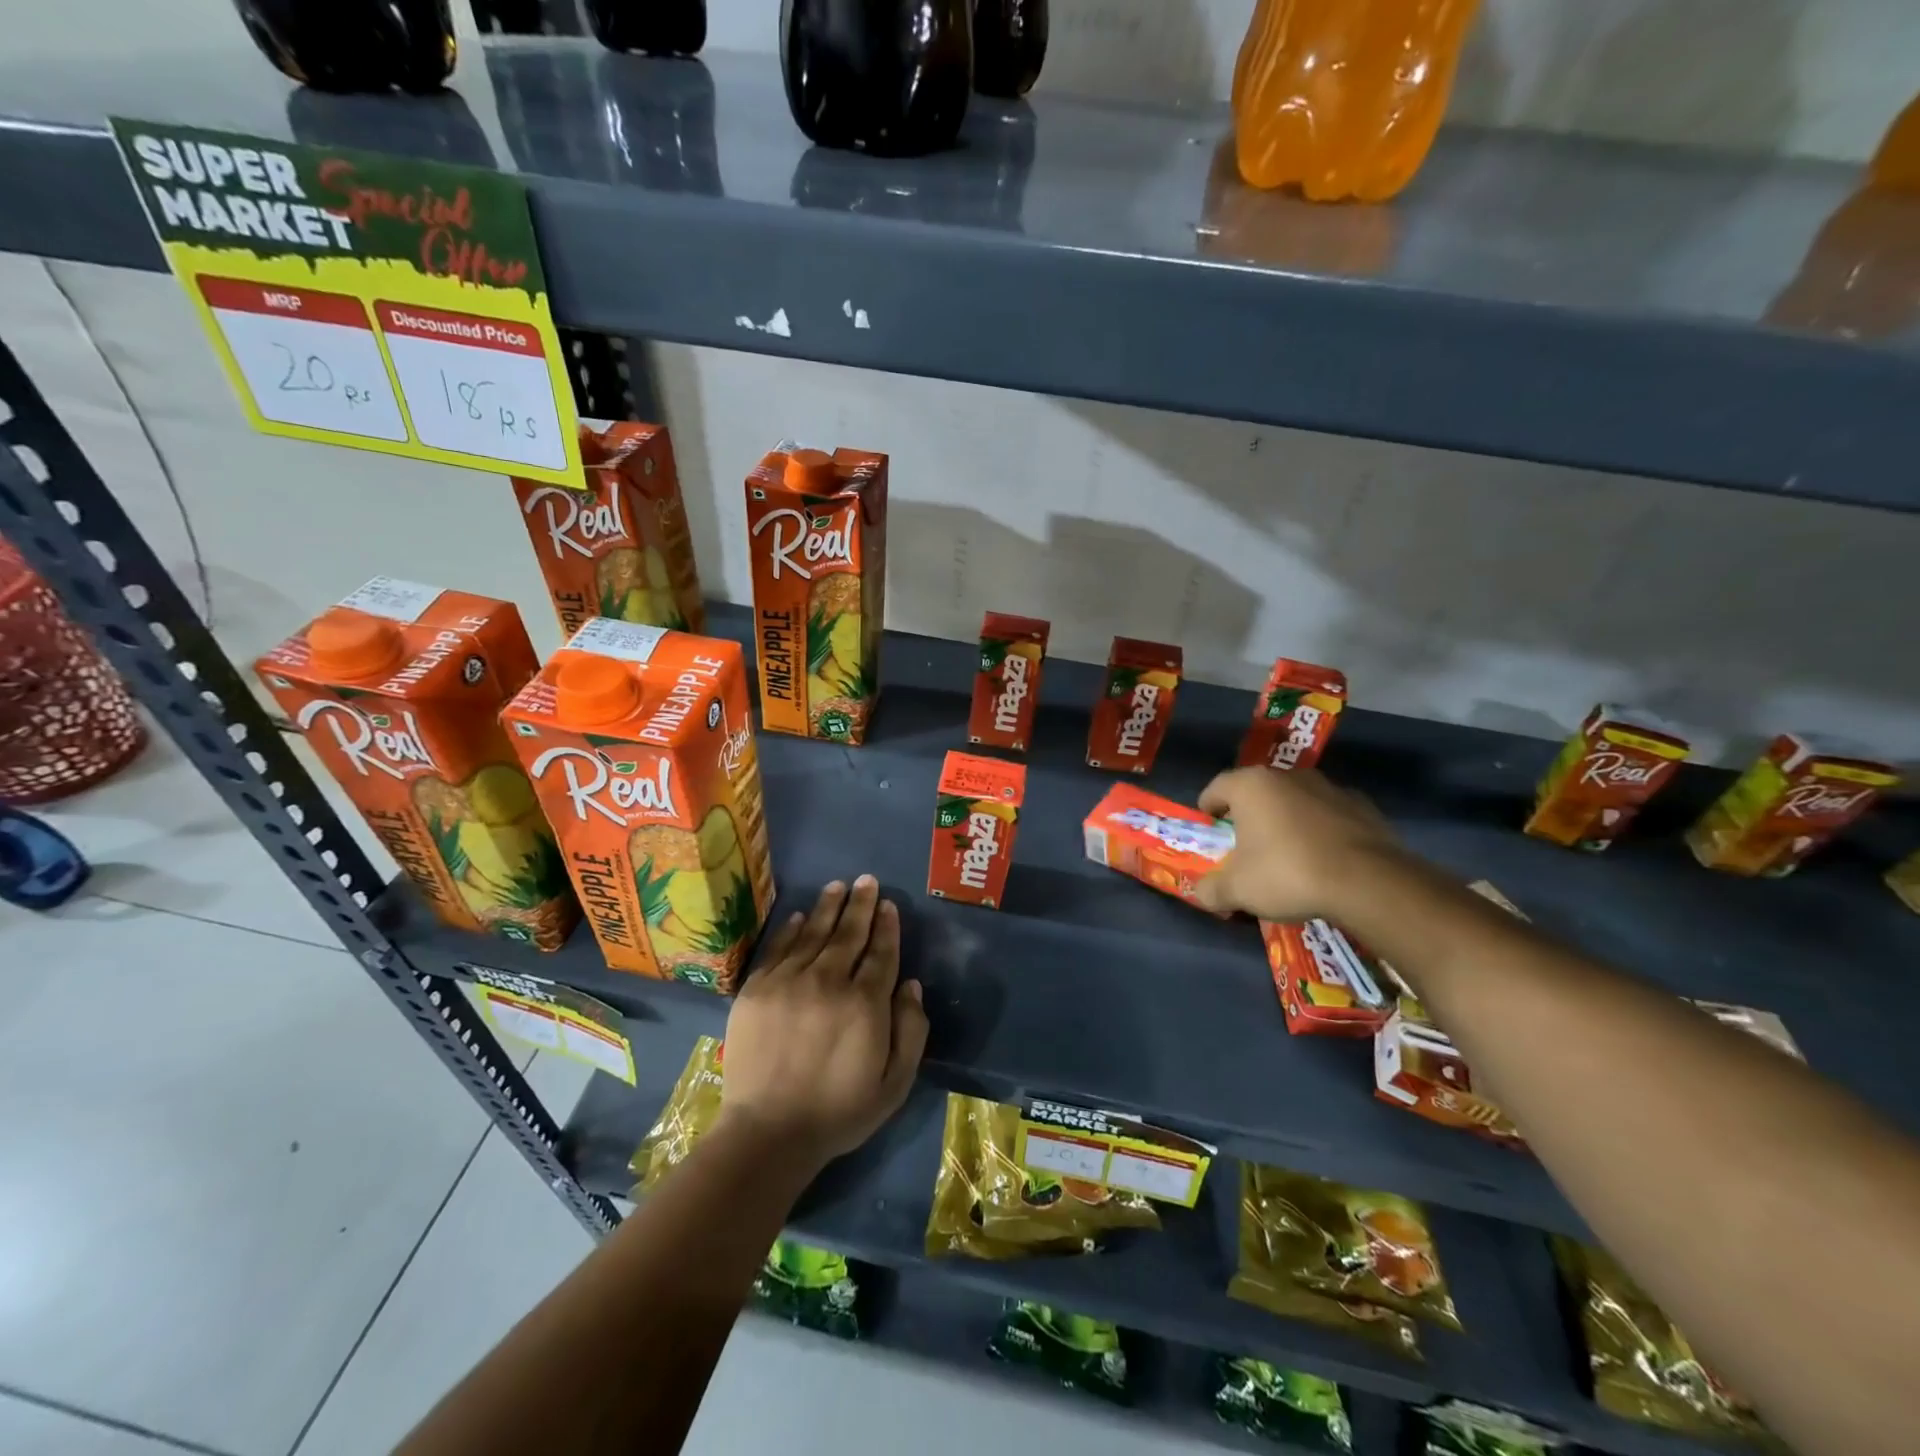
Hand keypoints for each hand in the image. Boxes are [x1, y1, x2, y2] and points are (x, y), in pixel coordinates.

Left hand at [718, 876, 928, 1169]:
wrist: (768, 1132)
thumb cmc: (839, 1111)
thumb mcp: (894, 1083)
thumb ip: (911, 1030)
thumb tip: (911, 984)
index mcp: (865, 1003)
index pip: (881, 953)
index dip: (886, 926)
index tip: (888, 905)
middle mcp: (829, 982)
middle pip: (849, 934)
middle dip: (861, 905)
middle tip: (867, 880)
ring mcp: (789, 982)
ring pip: (814, 933)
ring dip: (829, 907)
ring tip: (838, 886)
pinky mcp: (757, 989)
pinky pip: (779, 949)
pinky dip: (792, 929)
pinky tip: (802, 916)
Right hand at [1193, 766, 1403, 921]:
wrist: (1368, 882)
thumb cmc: (1288, 874)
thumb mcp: (1237, 890)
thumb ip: (1211, 890)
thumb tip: (1202, 893)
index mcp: (1250, 786)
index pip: (1215, 789)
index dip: (1208, 813)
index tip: (1211, 836)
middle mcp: (1287, 776)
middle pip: (1256, 794)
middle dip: (1248, 818)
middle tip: (1246, 850)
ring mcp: (1328, 787)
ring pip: (1293, 802)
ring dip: (1285, 822)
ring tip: (1288, 858)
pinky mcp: (1362, 805)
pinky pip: (1327, 815)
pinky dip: (1320, 831)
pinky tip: (1324, 861)